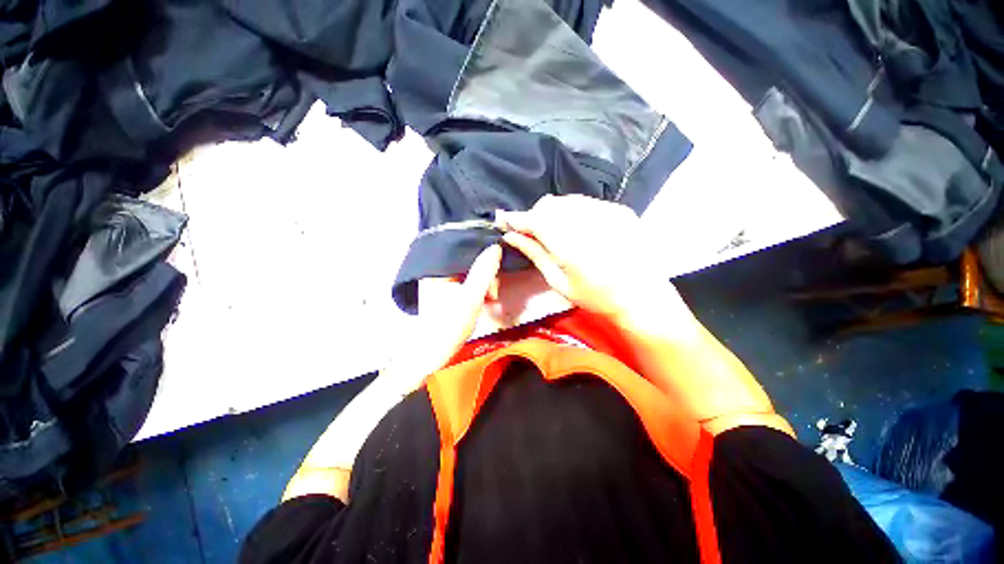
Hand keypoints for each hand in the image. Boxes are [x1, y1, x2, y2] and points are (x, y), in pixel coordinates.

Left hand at [389, 244, 502, 389]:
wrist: (433, 355)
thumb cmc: (450, 326)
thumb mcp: (471, 297)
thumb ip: (483, 272)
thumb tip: (495, 247)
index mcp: (437, 270)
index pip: (463, 252)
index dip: (483, 259)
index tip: (495, 273)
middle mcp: (437, 273)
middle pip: (468, 264)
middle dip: (485, 277)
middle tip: (493, 293)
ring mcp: (441, 283)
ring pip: (469, 274)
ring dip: (484, 285)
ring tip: (491, 299)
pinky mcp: (446, 293)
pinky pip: (467, 284)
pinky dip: (478, 291)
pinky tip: (485, 300)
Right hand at [497, 195, 680, 326]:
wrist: (642, 296)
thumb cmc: (596, 297)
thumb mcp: (559, 282)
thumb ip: (535, 253)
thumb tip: (511, 235)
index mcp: (571, 246)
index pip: (536, 220)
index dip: (517, 218)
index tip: (503, 219)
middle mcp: (589, 222)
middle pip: (549, 204)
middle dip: (536, 216)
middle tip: (533, 233)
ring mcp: (608, 212)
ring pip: (567, 200)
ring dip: (554, 212)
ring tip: (557, 232)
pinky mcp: (620, 209)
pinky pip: (586, 202)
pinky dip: (574, 211)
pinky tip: (579, 229)